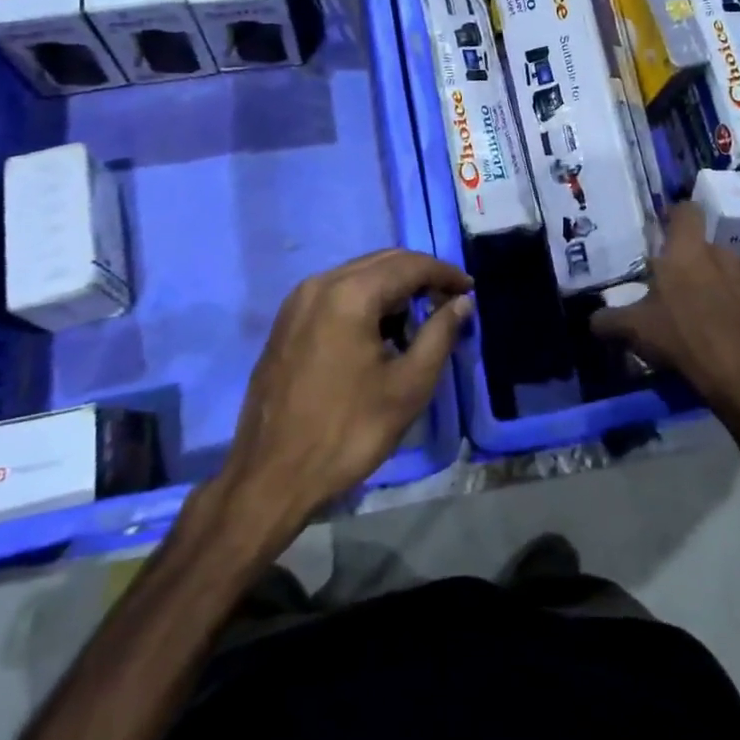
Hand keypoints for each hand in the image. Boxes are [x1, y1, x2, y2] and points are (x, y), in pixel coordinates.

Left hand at [220, 249, 471, 526]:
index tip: (469, 290)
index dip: (445, 273)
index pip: (410, 265)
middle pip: (382, 262)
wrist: (270, 477)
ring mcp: (297, 302)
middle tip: (450, 301)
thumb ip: (440, 334)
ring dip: (392, 288)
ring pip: (358, 275)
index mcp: (350, 294)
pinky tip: (380, 331)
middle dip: (420, 276)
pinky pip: (336, 294)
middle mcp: (320, 284)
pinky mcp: (286, 322)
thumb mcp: (408, 386)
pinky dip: (365, 300)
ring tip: (420, 317)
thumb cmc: (347, 432)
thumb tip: (461, 302)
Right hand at [592, 202, 739, 423]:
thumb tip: (592, 320)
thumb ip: (610, 321)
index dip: (676, 218)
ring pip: (739, 276)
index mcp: (688, 252)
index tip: (667, 234)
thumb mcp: (635, 333)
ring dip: (729, 290)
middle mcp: (726, 255)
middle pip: (710, 250)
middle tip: (685, 296)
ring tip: (719, 320)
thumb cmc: (685, 342)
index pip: (686, 211)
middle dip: (699, 267)